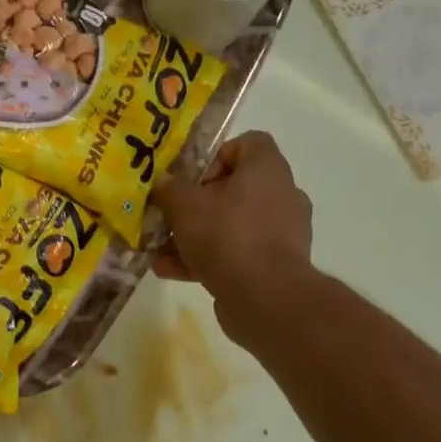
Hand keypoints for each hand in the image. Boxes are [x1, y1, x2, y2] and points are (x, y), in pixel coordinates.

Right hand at [153, 131, 312, 341]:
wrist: (265, 298)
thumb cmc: (226, 236)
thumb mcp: (184, 206)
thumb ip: (169, 188)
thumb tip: (162, 181)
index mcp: (267, 169)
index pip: (248, 143)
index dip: (215, 155)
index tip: (189, 177)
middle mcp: (280, 195)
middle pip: (233, 188)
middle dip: (195, 203)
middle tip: (168, 215)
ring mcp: (280, 233)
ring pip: (230, 225)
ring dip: (194, 236)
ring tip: (159, 250)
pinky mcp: (274, 266)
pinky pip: (235, 253)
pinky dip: (205, 260)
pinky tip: (170, 271)